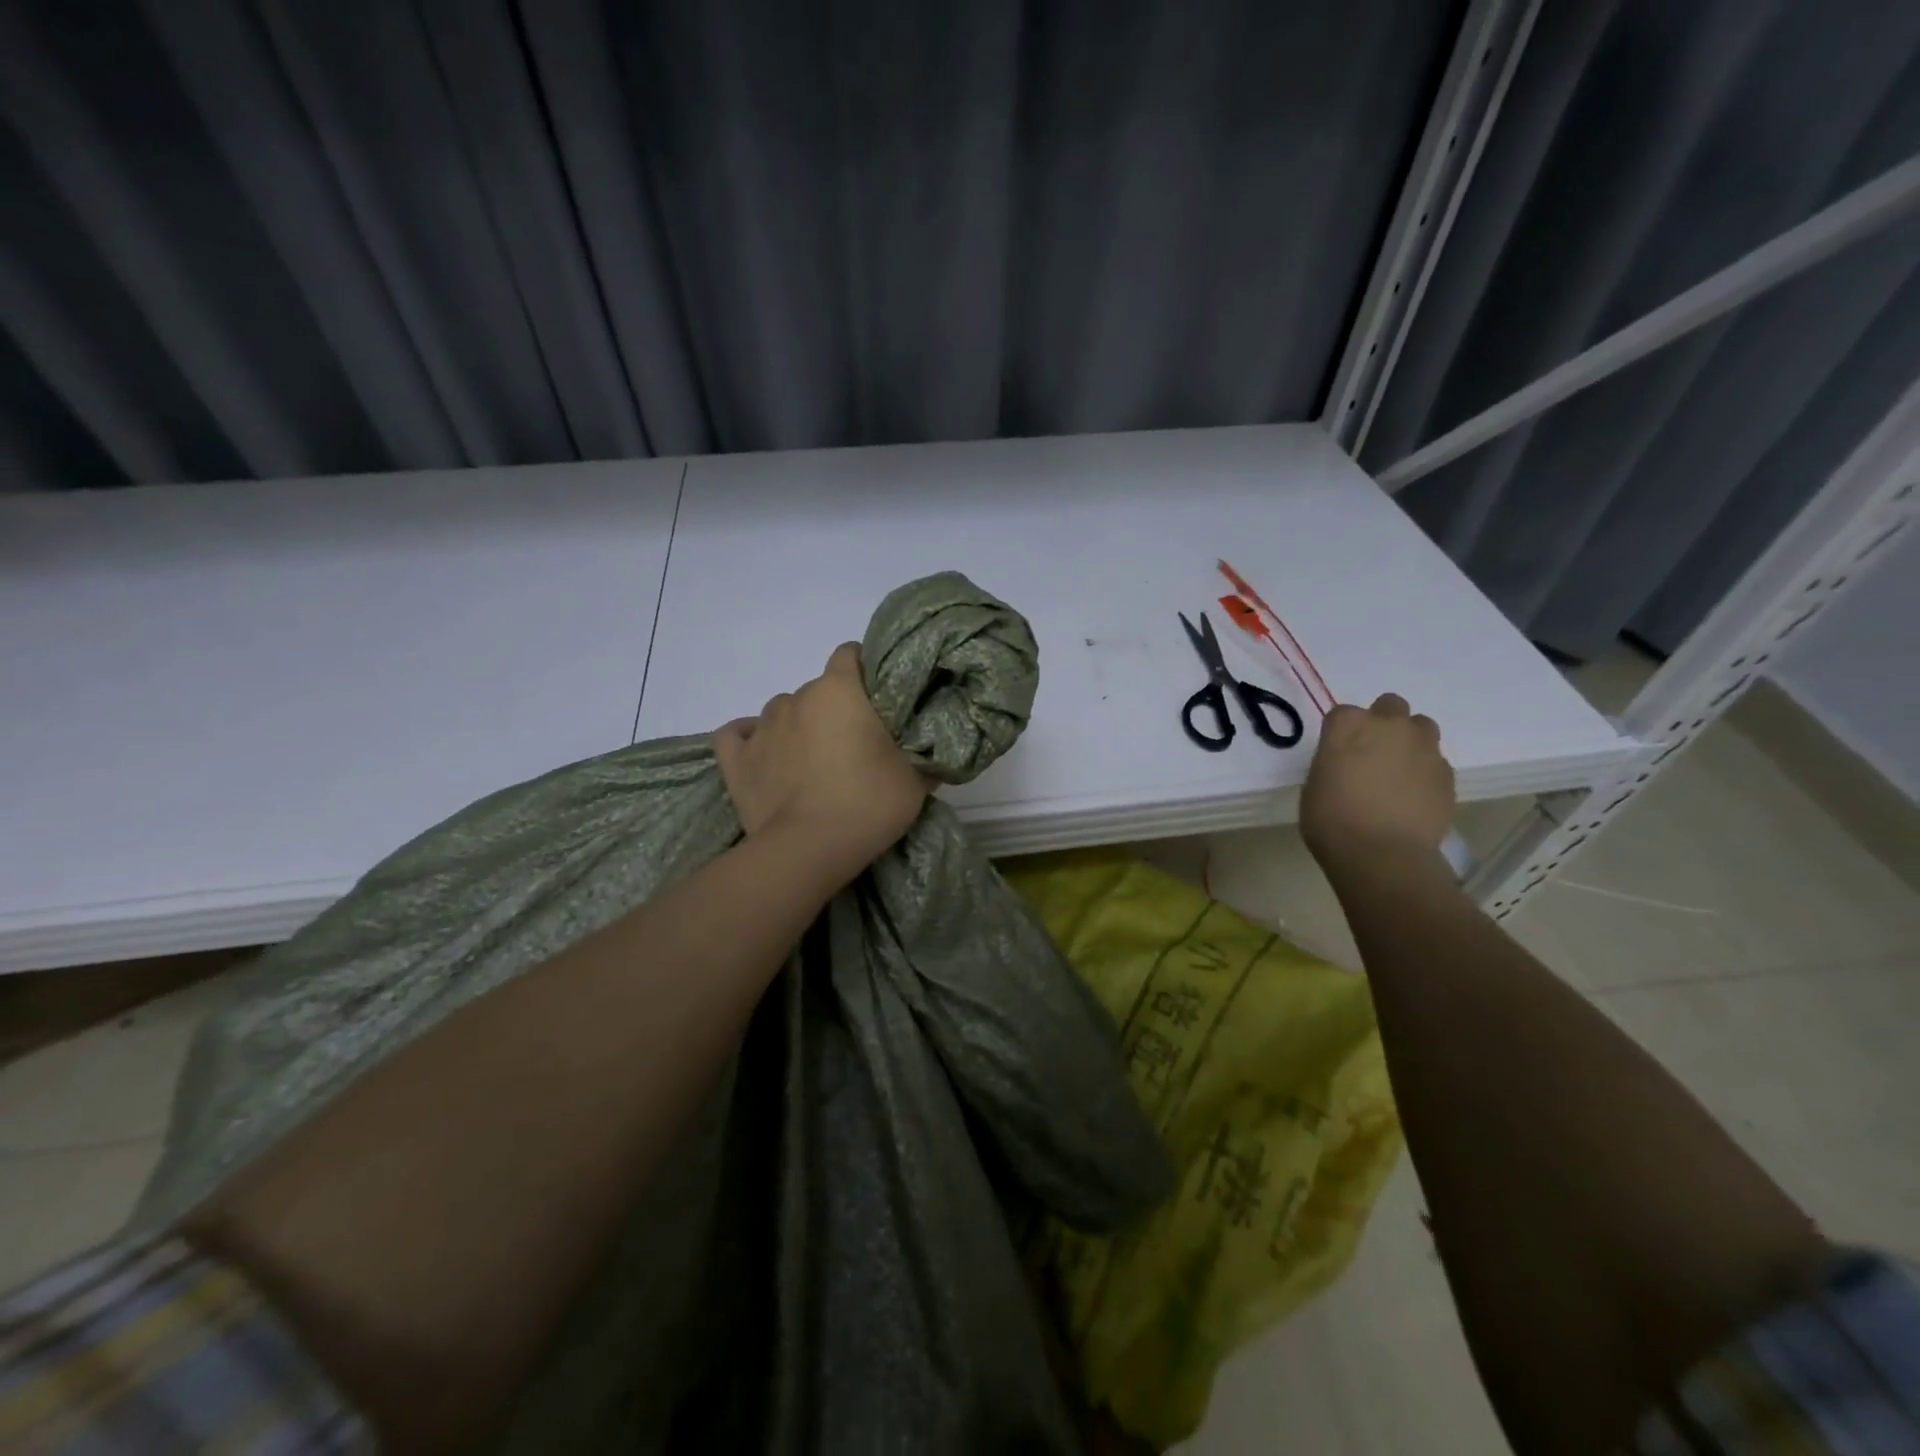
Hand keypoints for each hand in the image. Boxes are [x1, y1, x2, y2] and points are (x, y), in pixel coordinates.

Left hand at [713, 643, 928, 881]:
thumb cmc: (868, 803)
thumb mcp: (915, 781)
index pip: (849, 654)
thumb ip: (923, 758)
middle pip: (818, 690)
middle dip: (835, 710)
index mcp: (838, 691)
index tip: (878, 700)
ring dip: (798, 727)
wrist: (808, 849)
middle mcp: (796, 698)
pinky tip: (764, 755)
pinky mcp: (736, 760)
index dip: (865, 672)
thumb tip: (931, 756)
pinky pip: (738, 735)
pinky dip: (751, 740)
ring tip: (812, 763)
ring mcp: (761, 727)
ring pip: (782, 712)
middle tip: (854, 747)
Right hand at [1300, 693, 1454, 869]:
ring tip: (1398, 772)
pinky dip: (1425, 772)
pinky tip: (1413, 797)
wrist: (1382, 855)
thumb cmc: (1332, 821)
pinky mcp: (1447, 773)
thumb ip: (1333, 763)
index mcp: (1348, 726)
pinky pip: (1436, 762)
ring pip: (1421, 727)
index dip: (1341, 733)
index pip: (1343, 714)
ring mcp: (1423, 748)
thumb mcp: (1315, 786)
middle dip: (1383, 723)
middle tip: (1372, 754)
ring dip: (1410, 741)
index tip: (1337, 754)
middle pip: (1390, 706)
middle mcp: (1389, 726)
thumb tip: (1346, 765)